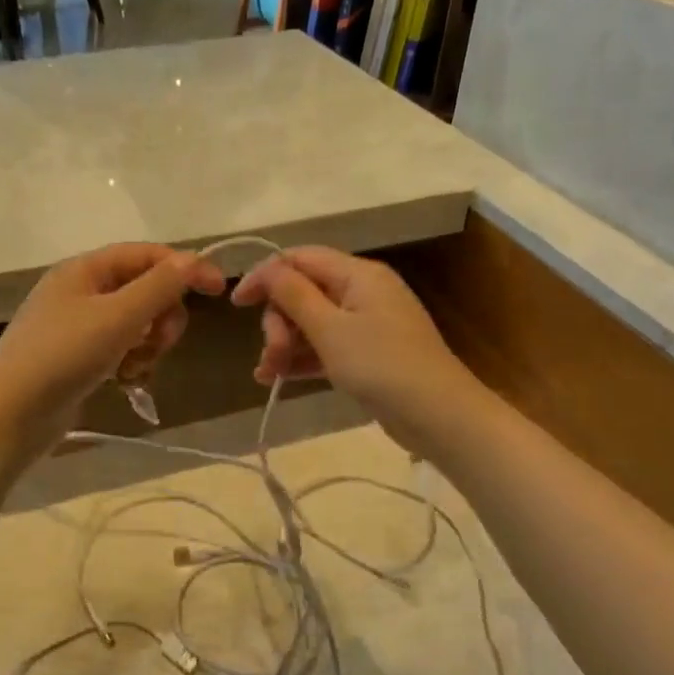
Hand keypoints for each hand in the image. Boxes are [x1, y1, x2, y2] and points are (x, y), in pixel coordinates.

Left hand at [0, 243, 225, 454]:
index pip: (147, 254)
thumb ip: (160, 286)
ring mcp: (78, 325)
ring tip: (137, 366)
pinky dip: (131, 361)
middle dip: (163, 315)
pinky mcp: (78, 357)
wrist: (10, 414)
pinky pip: (120, 348)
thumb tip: (194, 259)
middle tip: (160, 341)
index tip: (218, 292)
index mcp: (85, 269)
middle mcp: (81, 290)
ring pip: (136, 322)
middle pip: (145, 289)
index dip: (185, 268)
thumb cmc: (63, 356)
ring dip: (149, 343)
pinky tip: (126, 380)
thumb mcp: (118, 316)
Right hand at [232, 246, 483, 453]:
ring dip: (285, 344)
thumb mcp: (330, 329)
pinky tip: (276, 379)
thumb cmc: (381, 366)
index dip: (265, 276)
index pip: (300, 259)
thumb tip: (267, 268)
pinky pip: (325, 346)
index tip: (237, 304)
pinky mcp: (367, 354)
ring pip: (311, 322)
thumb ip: (294, 295)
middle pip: (304, 292)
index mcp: (357, 274)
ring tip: (266, 374)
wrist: (437, 415)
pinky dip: (302, 359)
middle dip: (279, 321)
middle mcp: (362, 292)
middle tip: (271, 354)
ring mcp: (366, 324)